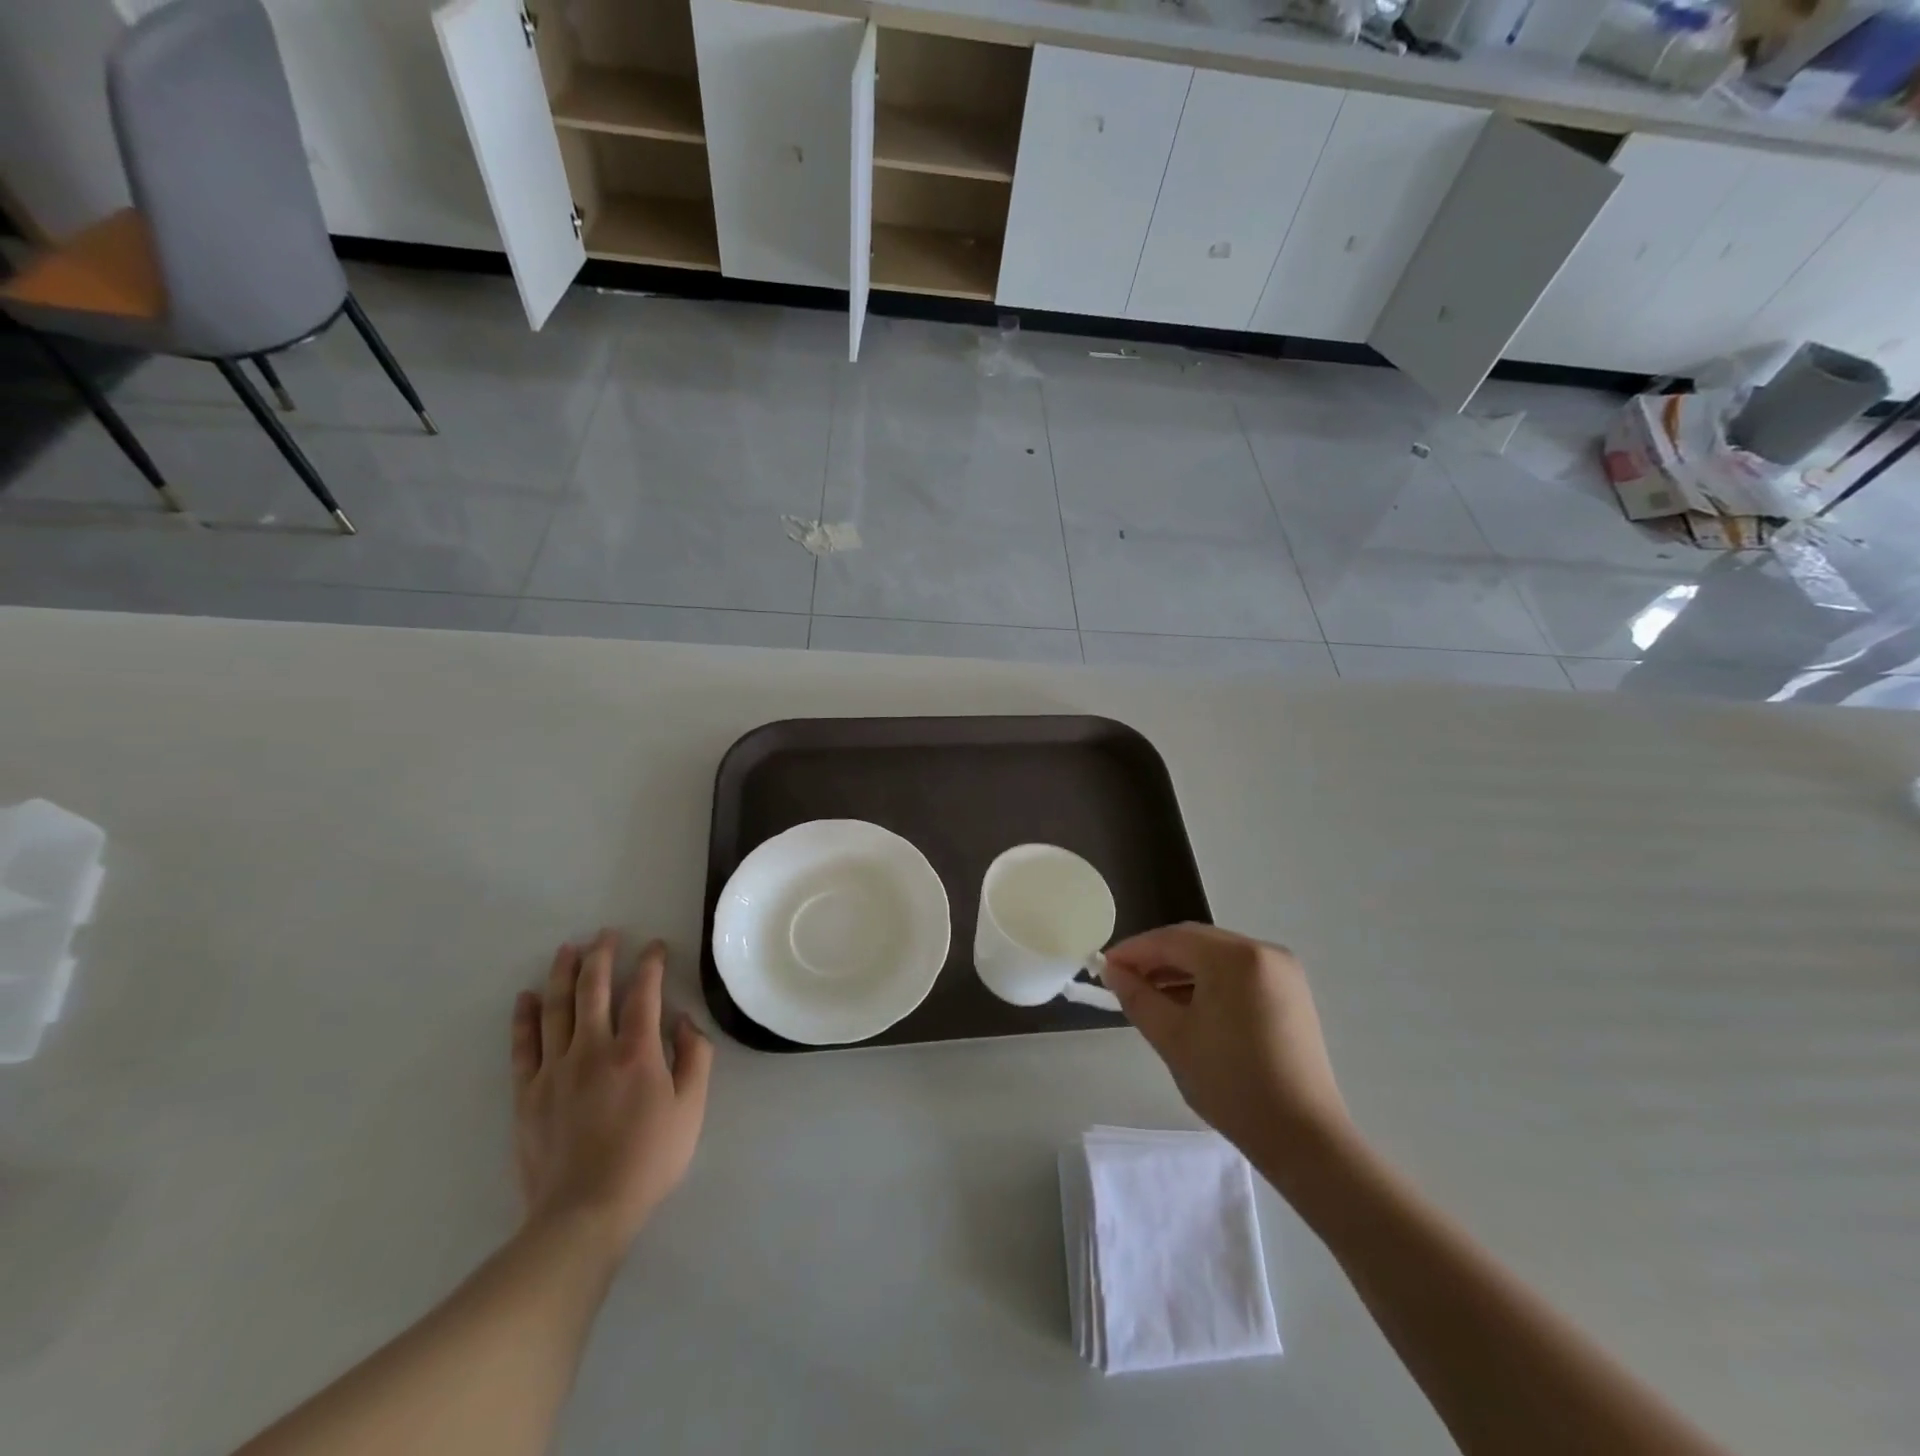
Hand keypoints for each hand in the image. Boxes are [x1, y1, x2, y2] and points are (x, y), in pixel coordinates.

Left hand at [511, 932, 713, 1250]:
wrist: (584, 1214)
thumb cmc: (648, 1159)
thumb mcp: (690, 1110)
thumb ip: (693, 1058)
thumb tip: (682, 1022)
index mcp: (636, 1052)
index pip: (644, 992)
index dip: (651, 964)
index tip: (655, 947)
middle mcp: (593, 1050)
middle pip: (594, 989)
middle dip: (602, 955)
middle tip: (607, 934)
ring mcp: (555, 1070)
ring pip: (557, 1008)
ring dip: (563, 973)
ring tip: (568, 948)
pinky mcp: (528, 1093)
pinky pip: (524, 1046)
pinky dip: (525, 1017)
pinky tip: (527, 997)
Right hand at [1103, 924, 1350, 1175]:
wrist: (1303, 1137)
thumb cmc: (1231, 1084)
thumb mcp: (1173, 1038)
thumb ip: (1137, 996)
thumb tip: (1112, 971)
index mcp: (1235, 957)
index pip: (1171, 939)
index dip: (1133, 950)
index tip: (1104, 967)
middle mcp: (1263, 951)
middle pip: (1196, 943)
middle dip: (1156, 959)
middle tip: (1123, 981)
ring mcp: (1282, 971)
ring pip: (1216, 957)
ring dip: (1181, 971)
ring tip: (1150, 997)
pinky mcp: (1291, 993)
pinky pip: (1238, 973)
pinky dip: (1209, 983)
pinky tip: (1187, 1006)